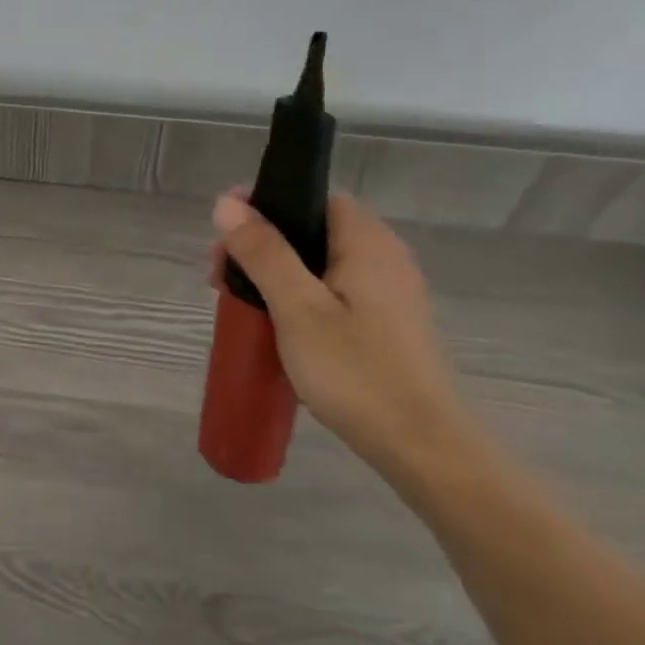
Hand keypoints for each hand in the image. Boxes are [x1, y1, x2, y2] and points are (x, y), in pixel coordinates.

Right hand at [213, 191, 469, 472]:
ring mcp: (390, 295)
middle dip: (264, 244)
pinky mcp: (388, 326)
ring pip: (322, 264)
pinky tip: (277, 325)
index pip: (316, 197)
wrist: (422, 448)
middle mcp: (385, 259)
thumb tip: (227, 202)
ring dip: (277, 273)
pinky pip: (335, 292)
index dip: (268, 204)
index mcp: (368, 244)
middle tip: (222, 274)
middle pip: (315, 230)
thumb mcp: (297, 308)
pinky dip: (300, 296)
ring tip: (241, 302)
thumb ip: (263, 252)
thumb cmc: (355, 372)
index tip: (227, 231)